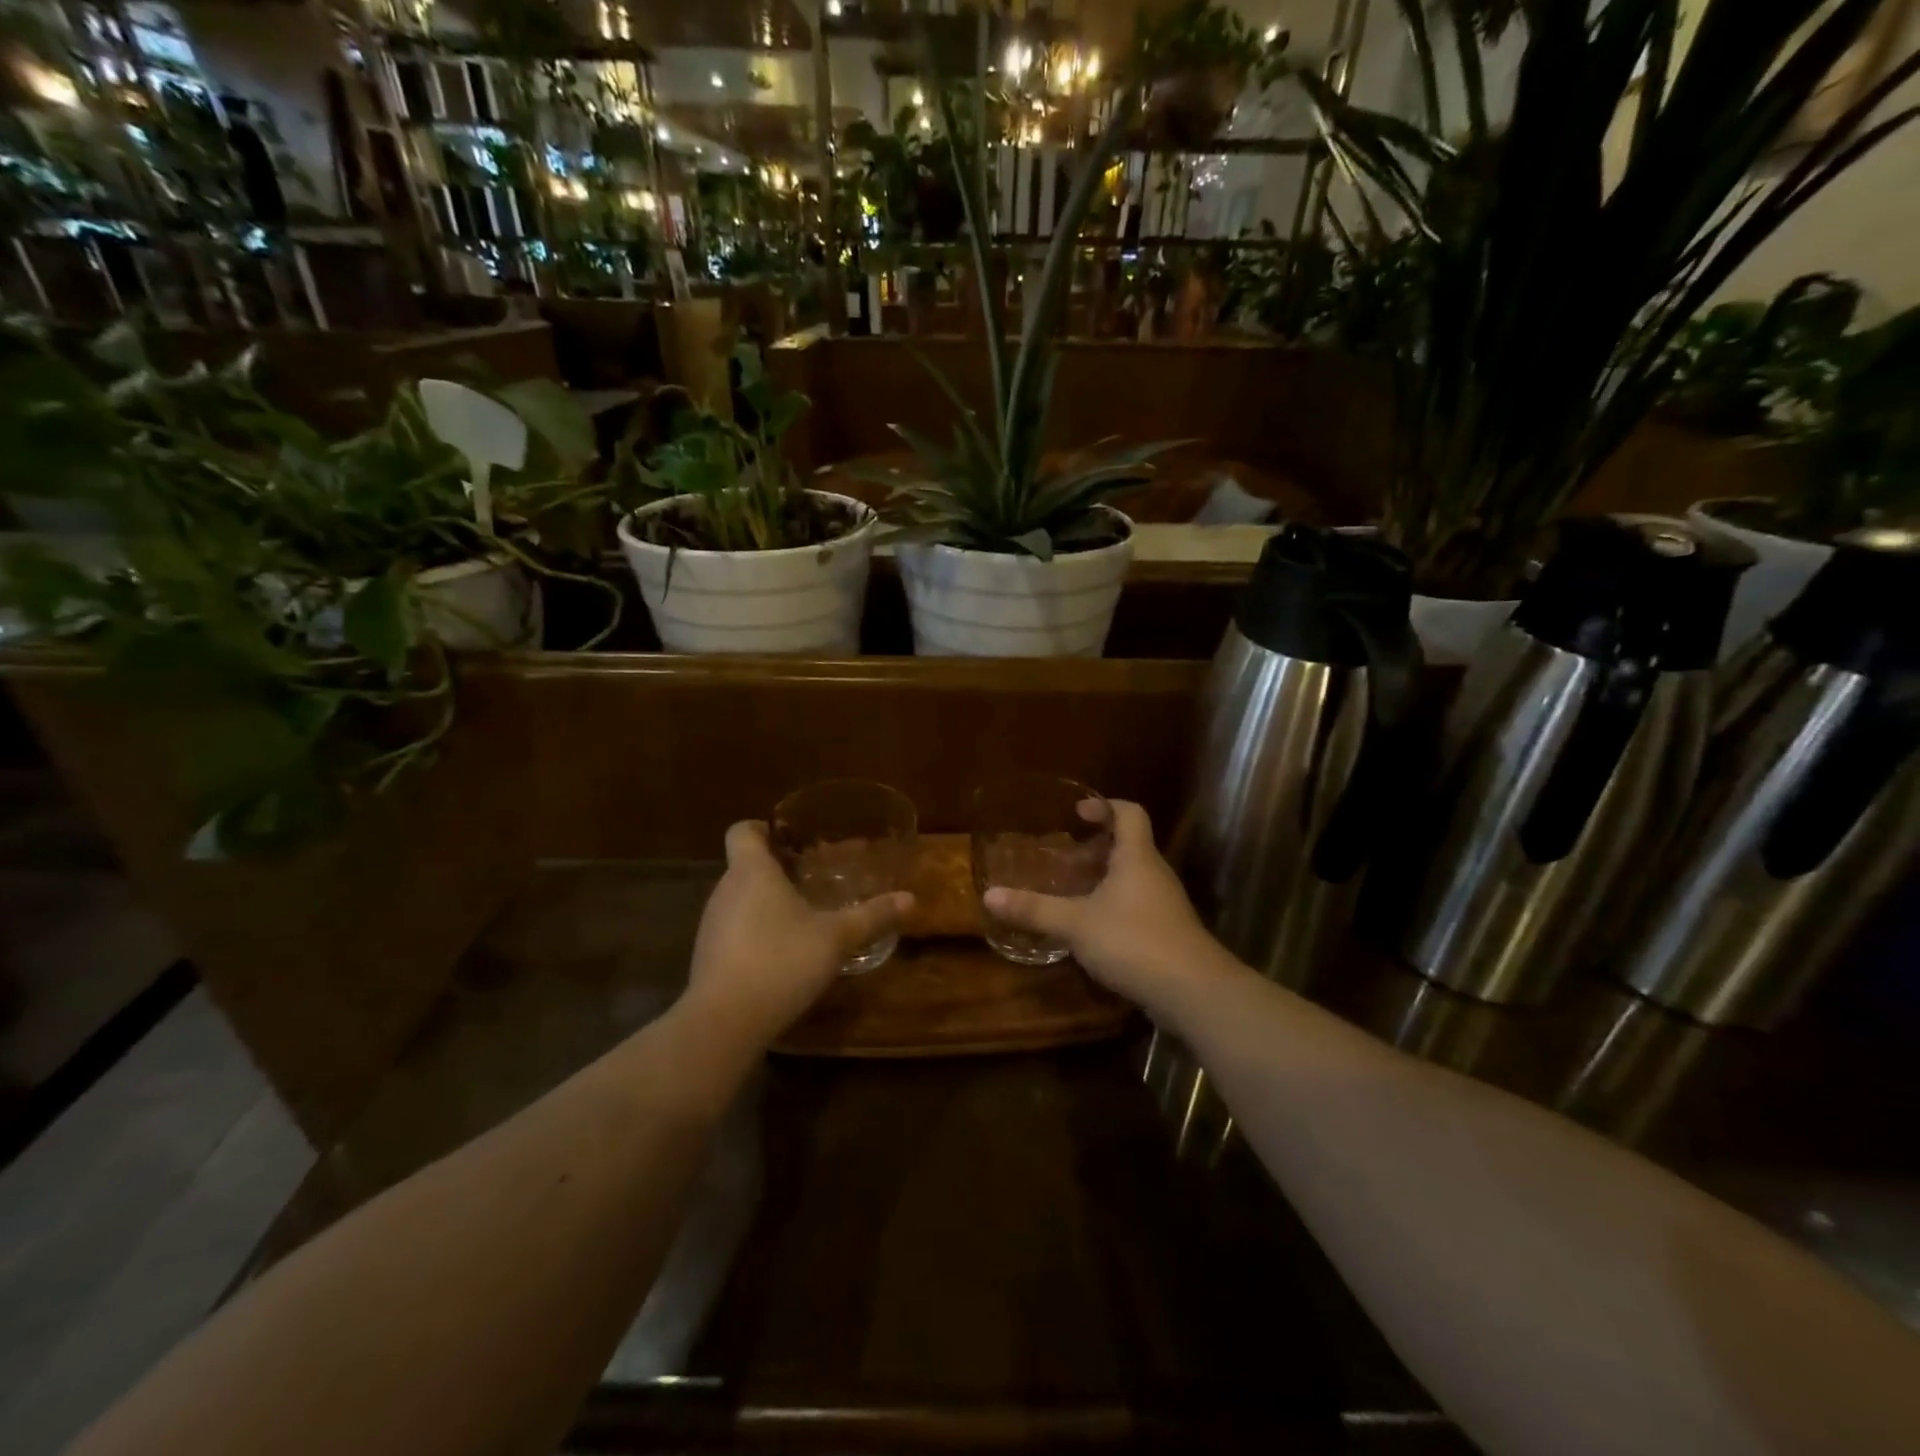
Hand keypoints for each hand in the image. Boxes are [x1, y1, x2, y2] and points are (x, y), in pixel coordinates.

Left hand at [680, 820, 912, 1051]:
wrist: (725, 1021)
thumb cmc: (782, 961)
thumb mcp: (837, 938)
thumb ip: (872, 916)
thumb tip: (910, 899)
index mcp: (752, 871)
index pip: (742, 831)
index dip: (762, 828)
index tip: (789, 839)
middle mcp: (725, 890)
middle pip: (743, 866)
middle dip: (774, 869)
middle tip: (810, 879)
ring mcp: (711, 925)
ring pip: (738, 900)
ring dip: (763, 903)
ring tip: (800, 917)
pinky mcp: (707, 957)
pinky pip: (732, 930)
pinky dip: (753, 933)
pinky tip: (780, 955)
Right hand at [982, 800, 1233, 1026]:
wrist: (1193, 992)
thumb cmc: (1134, 941)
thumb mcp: (1076, 924)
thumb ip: (1034, 909)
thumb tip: (990, 895)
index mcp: (1136, 858)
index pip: (1129, 813)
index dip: (1104, 806)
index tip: (1077, 813)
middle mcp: (1154, 874)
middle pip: (1128, 846)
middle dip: (1094, 848)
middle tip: (1062, 858)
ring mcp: (1164, 905)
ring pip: (1131, 878)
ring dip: (1102, 879)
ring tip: (1068, 892)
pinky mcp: (1166, 933)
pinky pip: (1135, 906)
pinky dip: (1111, 907)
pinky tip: (1089, 929)